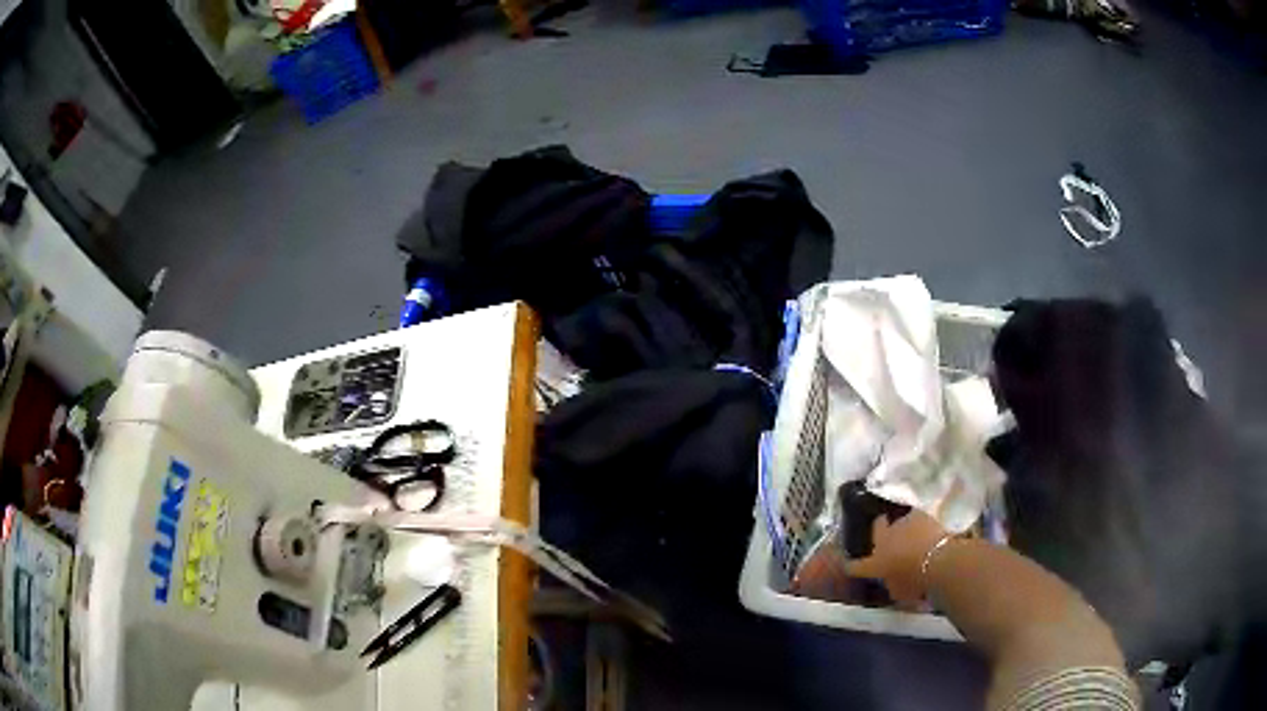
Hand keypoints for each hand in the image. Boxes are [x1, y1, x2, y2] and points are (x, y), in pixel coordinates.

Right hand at [845, 508, 950, 603]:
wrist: (938, 560)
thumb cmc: (915, 583)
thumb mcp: (900, 594)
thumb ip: (891, 586)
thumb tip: (891, 582)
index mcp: (874, 564)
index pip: (855, 566)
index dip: (852, 566)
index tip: (850, 566)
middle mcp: (883, 540)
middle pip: (876, 529)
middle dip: (878, 531)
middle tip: (886, 537)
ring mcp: (900, 524)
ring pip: (897, 521)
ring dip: (901, 527)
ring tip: (909, 533)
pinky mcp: (918, 514)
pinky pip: (914, 517)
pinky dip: (917, 522)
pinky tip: (923, 528)